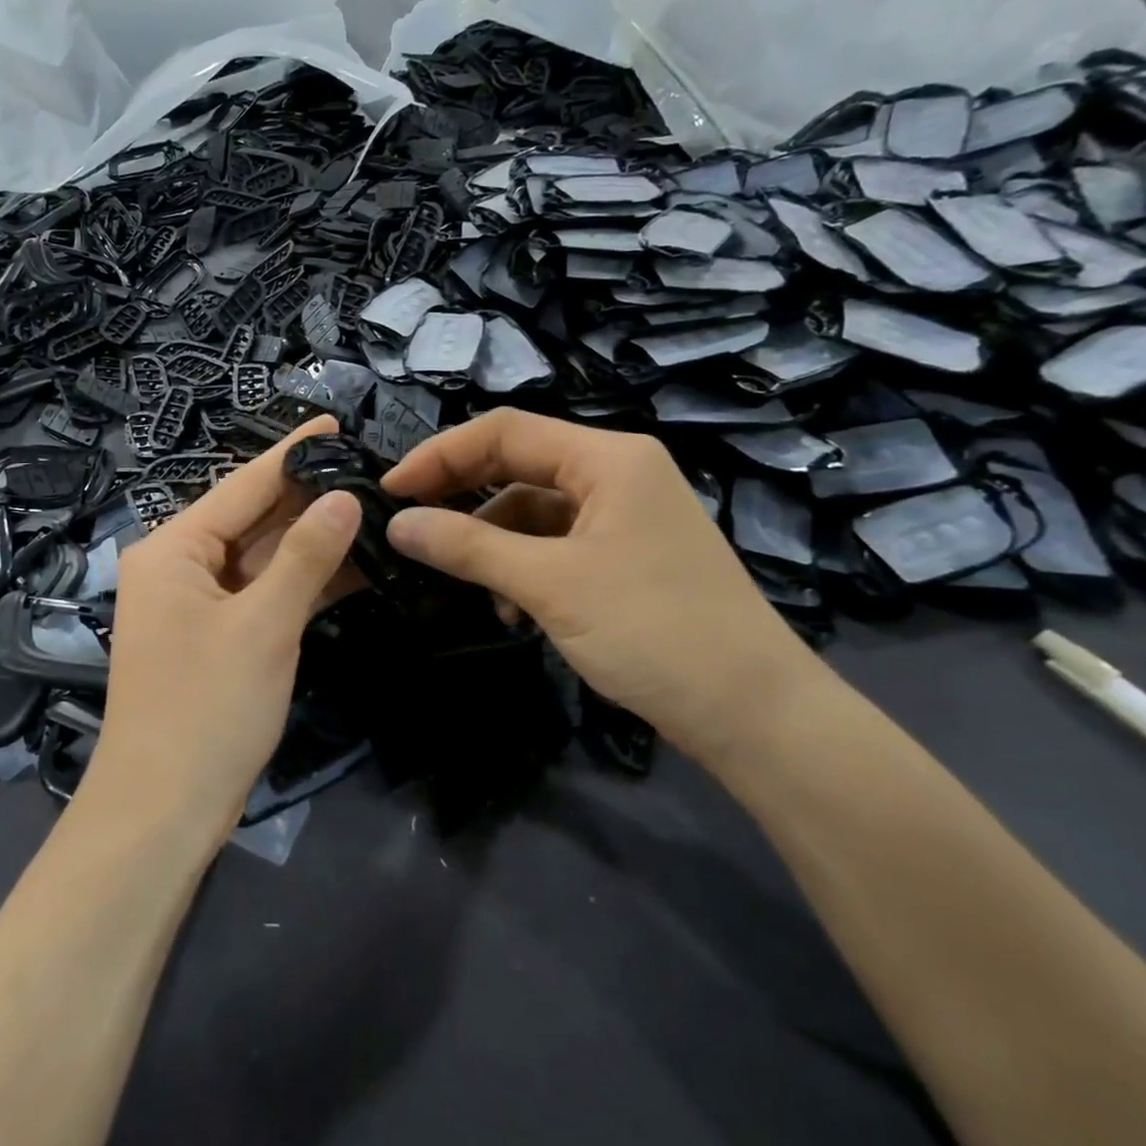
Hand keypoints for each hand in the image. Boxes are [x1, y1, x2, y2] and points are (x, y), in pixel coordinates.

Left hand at [84, 415, 362, 846]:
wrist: (163, 811)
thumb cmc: (207, 709)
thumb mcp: (264, 626)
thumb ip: (306, 556)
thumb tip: (343, 497)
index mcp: (174, 549)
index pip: (242, 485)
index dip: (291, 454)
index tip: (334, 423)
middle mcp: (179, 566)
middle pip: (252, 519)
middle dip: (307, 498)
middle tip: (369, 470)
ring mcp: (196, 604)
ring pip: (261, 558)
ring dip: (311, 542)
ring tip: (372, 508)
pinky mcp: (215, 637)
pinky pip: (261, 594)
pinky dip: (300, 583)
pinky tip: (351, 565)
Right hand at [381, 408, 824, 770]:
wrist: (754, 714)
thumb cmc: (653, 631)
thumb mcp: (550, 584)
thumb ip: (468, 546)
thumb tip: (396, 524)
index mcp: (608, 458)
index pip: (504, 431)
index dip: (440, 455)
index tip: (391, 489)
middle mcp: (618, 474)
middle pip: (518, 465)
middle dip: (462, 495)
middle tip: (409, 525)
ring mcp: (624, 516)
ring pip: (533, 509)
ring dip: (491, 542)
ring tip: (465, 584)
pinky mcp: (626, 555)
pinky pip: (556, 544)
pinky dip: (523, 567)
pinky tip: (512, 610)